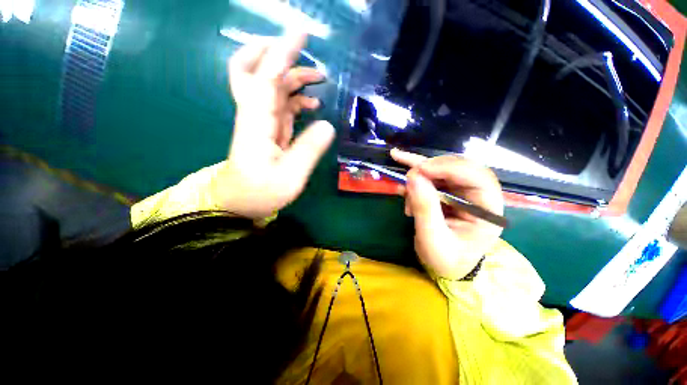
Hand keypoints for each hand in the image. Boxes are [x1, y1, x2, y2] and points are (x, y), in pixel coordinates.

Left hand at [211, 32, 334, 218]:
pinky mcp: (268, 130)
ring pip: (272, 87)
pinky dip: (297, 99)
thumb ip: (309, 149)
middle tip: (302, 48)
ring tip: (320, 79)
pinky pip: (281, 105)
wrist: (239, 203)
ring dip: (294, 77)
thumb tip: (327, 124)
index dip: (283, 53)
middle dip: (276, 53)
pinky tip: (313, 105)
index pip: (268, 77)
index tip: (301, 33)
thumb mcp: (291, 176)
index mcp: (258, 122)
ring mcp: (262, 121)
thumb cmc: (262, 192)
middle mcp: (256, 114)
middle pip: (255, 70)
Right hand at [391, 149, 504, 279]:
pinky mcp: (449, 192)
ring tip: (402, 187)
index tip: (420, 169)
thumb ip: (425, 208)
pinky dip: (416, 178)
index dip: (449, 168)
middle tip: (408, 176)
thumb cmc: (446, 258)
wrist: (447, 265)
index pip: (477, 177)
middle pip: (460, 167)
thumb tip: (413, 176)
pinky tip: (402, 184)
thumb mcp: (433, 239)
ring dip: (420, 174)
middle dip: (431, 167)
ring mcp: (463, 192)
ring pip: (443, 169)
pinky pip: (433, 177)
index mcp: (488, 210)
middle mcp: (479, 196)